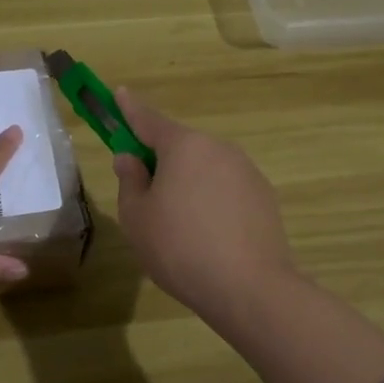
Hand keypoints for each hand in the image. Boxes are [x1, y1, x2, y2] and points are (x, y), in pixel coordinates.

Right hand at [111, 88, 297, 322]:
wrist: (251, 289)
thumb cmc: (180, 248)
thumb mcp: (137, 217)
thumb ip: (130, 181)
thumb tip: (131, 159)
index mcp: (184, 146)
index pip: (148, 119)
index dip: (129, 108)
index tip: (119, 93)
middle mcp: (218, 148)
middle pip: (180, 146)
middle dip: (160, 160)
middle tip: (144, 194)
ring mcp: (246, 171)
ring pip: (204, 168)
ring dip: (187, 183)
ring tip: (178, 226)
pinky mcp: (264, 197)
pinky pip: (226, 189)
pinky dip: (211, 201)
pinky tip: (207, 236)